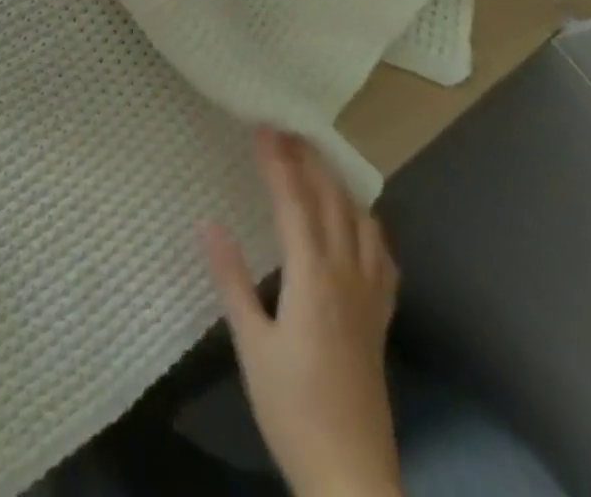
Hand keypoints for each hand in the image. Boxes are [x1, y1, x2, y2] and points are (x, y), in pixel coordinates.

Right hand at [201, 130, 401, 496]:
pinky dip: (368, 225)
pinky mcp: (381, 319)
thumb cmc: (293, 410)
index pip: (294, 203)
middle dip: (309, 161)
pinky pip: (382, 256)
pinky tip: (358, 222)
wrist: (352, 477)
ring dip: (339, 185)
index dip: (277, 162)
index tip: (263, 127)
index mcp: (313, 278)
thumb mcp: (251, 346)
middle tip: (286, 131)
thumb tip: (207, 222)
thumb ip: (232, 280)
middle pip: (332, 202)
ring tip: (318, 163)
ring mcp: (370, 297)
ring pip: (362, 223)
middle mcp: (347, 277)